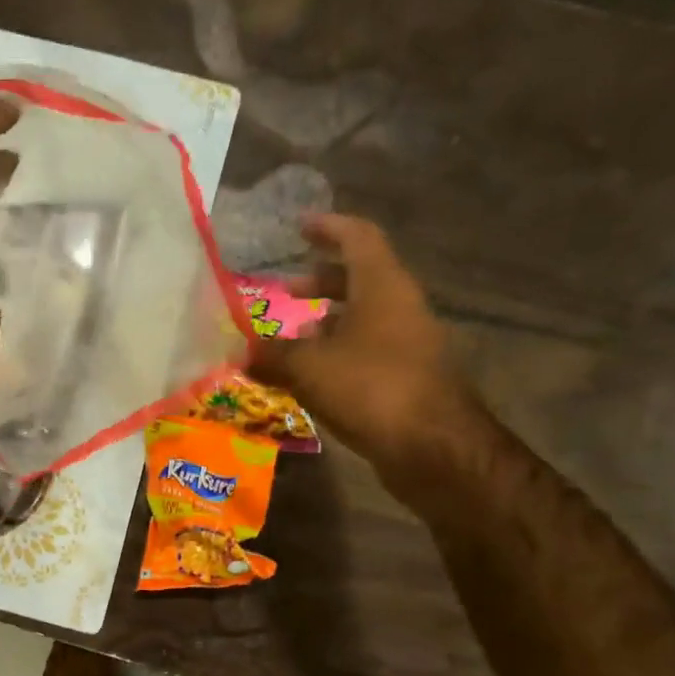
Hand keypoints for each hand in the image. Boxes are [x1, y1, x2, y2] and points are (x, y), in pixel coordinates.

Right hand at [249, 214, 482, 491]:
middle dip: (321, 280)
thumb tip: (240, 352)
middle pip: (361, 278)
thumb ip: (272, 356)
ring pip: (364, 317)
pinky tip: (314, 376)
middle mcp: (400, 307)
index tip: (299, 226)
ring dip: (328, 321)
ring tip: (292, 339)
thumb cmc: (371, 389)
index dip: (328, 227)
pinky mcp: (408, 377)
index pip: (358, 237)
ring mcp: (409, 343)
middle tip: (287, 290)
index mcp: (383, 287)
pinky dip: (339, 351)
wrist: (434, 449)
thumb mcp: (309, 368)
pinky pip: (368, 349)